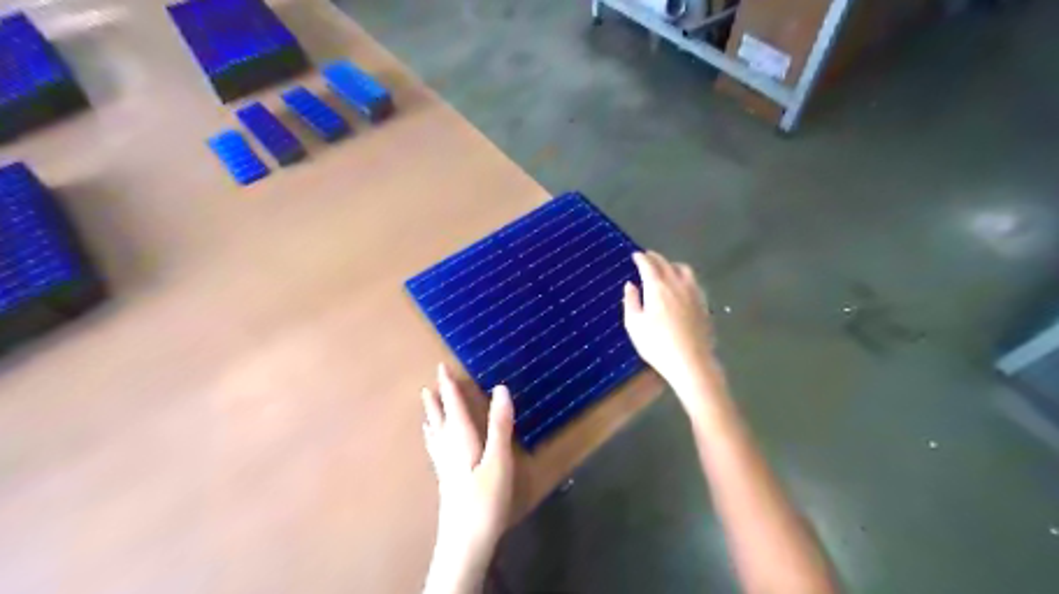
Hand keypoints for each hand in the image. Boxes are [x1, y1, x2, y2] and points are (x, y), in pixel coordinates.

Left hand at [421, 364, 514, 592]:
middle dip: (437, 400)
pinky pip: (436, 448)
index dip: (448, 387)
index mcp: (461, 439)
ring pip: (436, 434)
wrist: (464, 543)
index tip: (441, 368)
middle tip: (430, 385)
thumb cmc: (484, 500)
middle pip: (440, 419)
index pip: (453, 406)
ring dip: (433, 416)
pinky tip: (434, 442)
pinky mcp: (446, 480)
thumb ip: (500, 425)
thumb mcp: (498, 460)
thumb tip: (501, 388)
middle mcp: (449, 448)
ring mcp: (445, 466)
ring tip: (427, 407)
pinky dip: (434, 437)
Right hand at [621, 250, 724, 407]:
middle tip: (647, 257)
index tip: (635, 254)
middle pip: (666, 264)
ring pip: (684, 269)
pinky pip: (693, 281)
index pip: (648, 265)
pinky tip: (682, 285)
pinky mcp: (704, 303)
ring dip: (672, 264)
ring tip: (666, 268)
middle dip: (655, 258)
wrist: (691, 362)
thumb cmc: (657, 345)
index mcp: (657, 287)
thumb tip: (630, 285)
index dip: (641, 258)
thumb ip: (631, 301)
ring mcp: (694, 292)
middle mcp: (677, 284)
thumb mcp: (634, 325)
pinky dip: (684, 276)